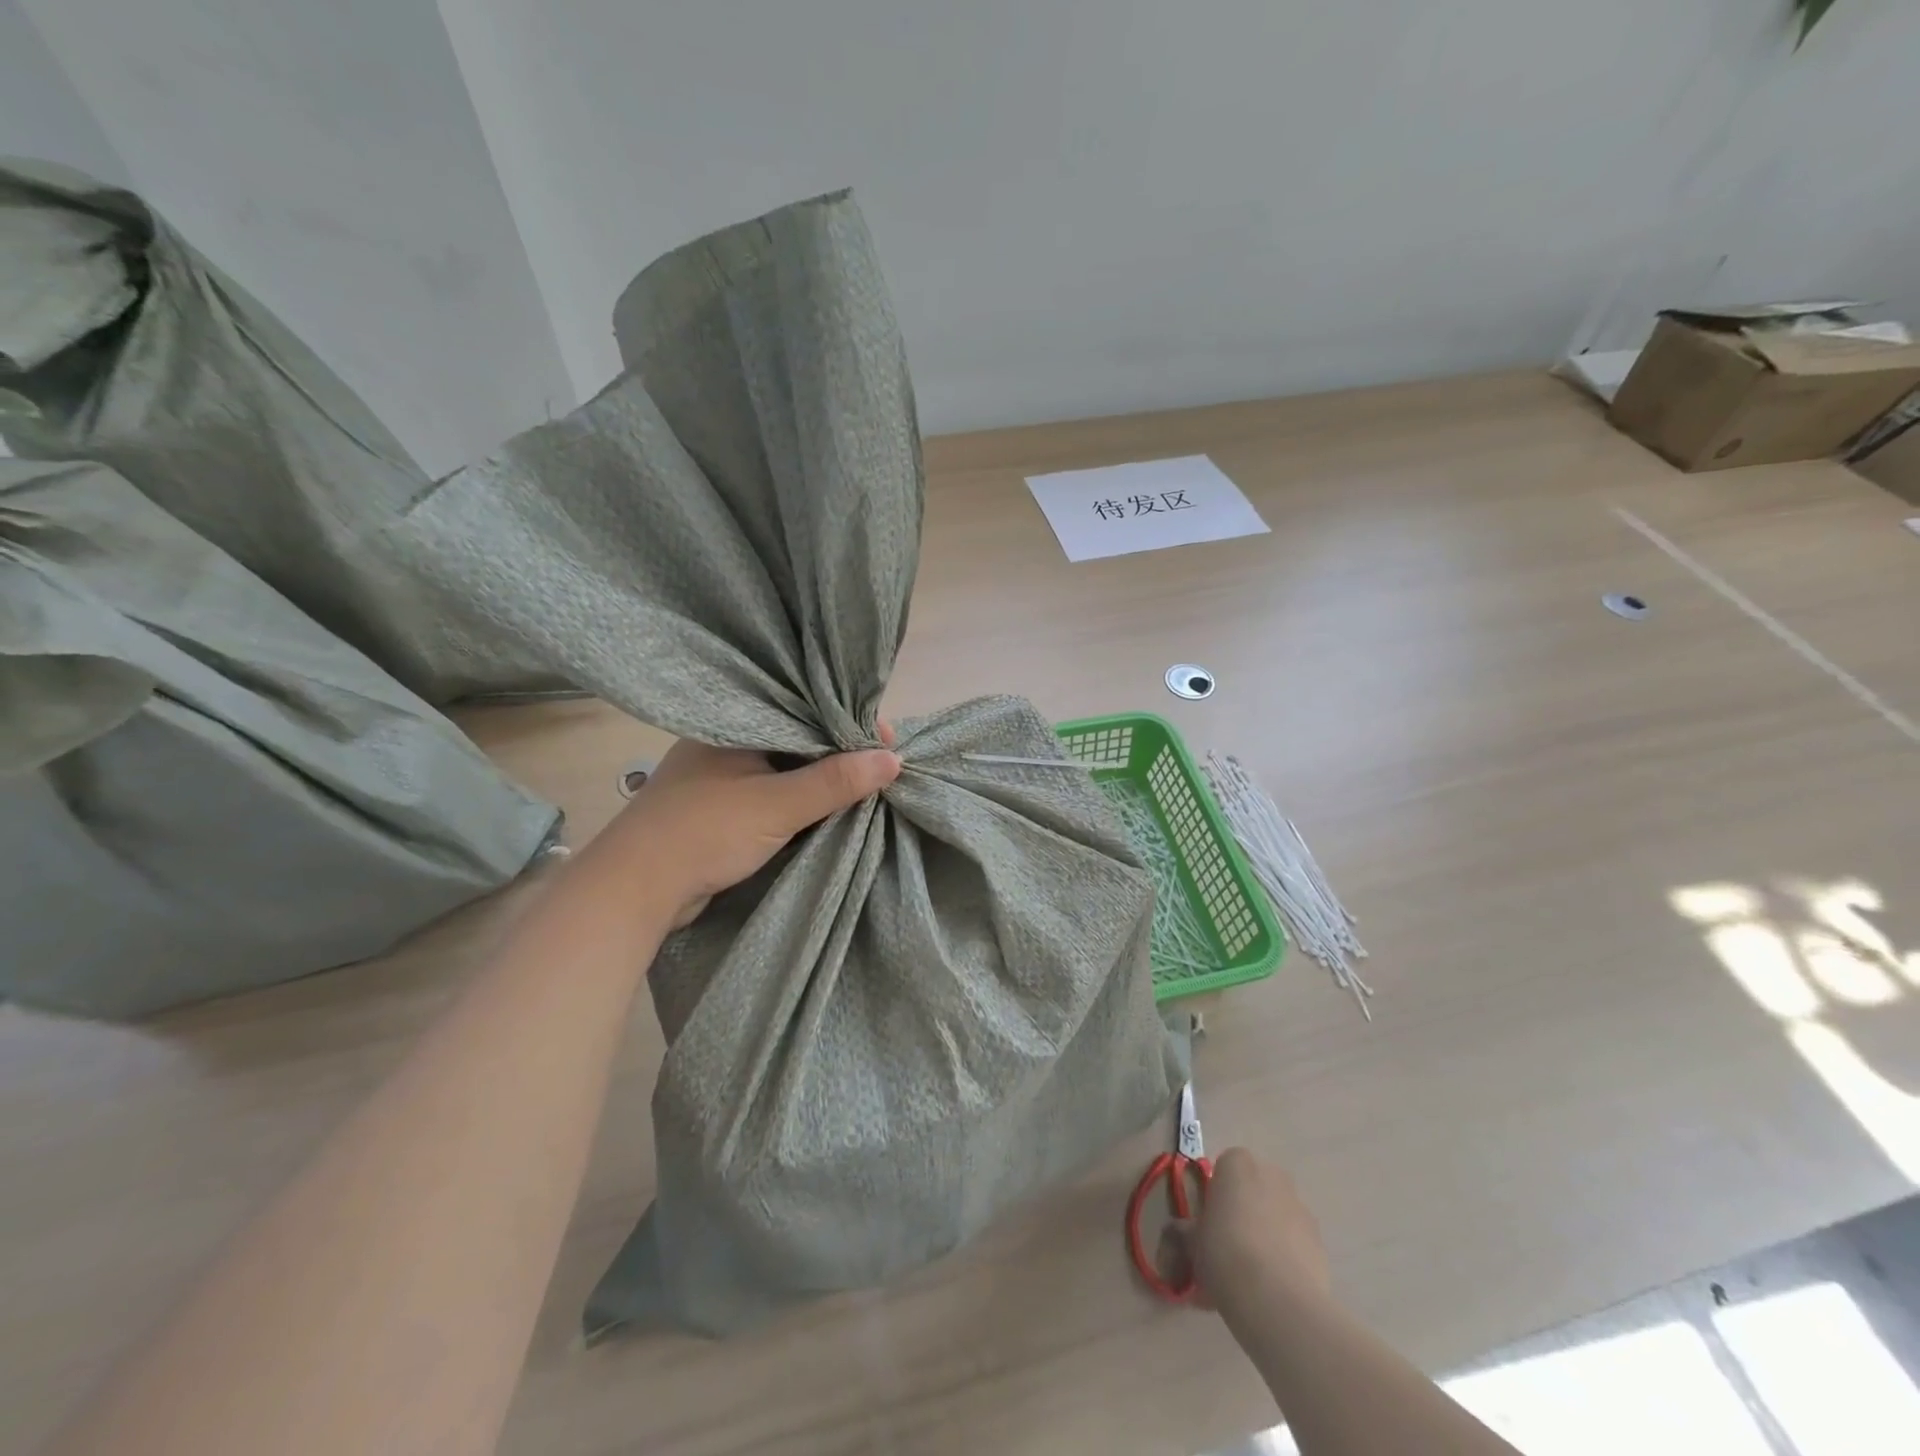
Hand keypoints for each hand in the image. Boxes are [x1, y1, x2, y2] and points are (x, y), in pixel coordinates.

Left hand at [600, 727, 901, 927]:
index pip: (805, 709)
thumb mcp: (777, 805)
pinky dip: (799, 797)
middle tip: (885, 763)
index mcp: (735, 722)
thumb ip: (834, 782)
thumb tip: (893, 759)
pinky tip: (828, 804)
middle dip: (840, 751)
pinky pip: (772, 791)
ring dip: (821, 777)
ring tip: (867, 782)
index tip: (888, 741)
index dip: (849, 723)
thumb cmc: (704, 832)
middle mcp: (728, 741)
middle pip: (798, 737)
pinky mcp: (721, 806)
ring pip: (785, 766)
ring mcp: (722, 775)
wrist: (633, 890)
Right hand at [1161, 1148, 1330, 1319]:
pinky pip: (1296, 1242)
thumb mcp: (1192, 1242)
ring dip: (1266, 1233)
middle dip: (1243, 1211)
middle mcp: (1272, 1175)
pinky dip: (1286, 1256)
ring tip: (1253, 1275)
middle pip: (1253, 1189)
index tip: (1209, 1224)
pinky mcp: (1320, 1241)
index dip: (1215, 1197)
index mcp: (1237, 1163)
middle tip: (1228, 1246)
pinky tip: (1274, 1287)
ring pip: (1276, 1215)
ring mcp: (1301, 1207)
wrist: (1276, 1299)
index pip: (1223, 1169)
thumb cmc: (1224, 1253)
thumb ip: (1187, 1231)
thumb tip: (1180, 1232)